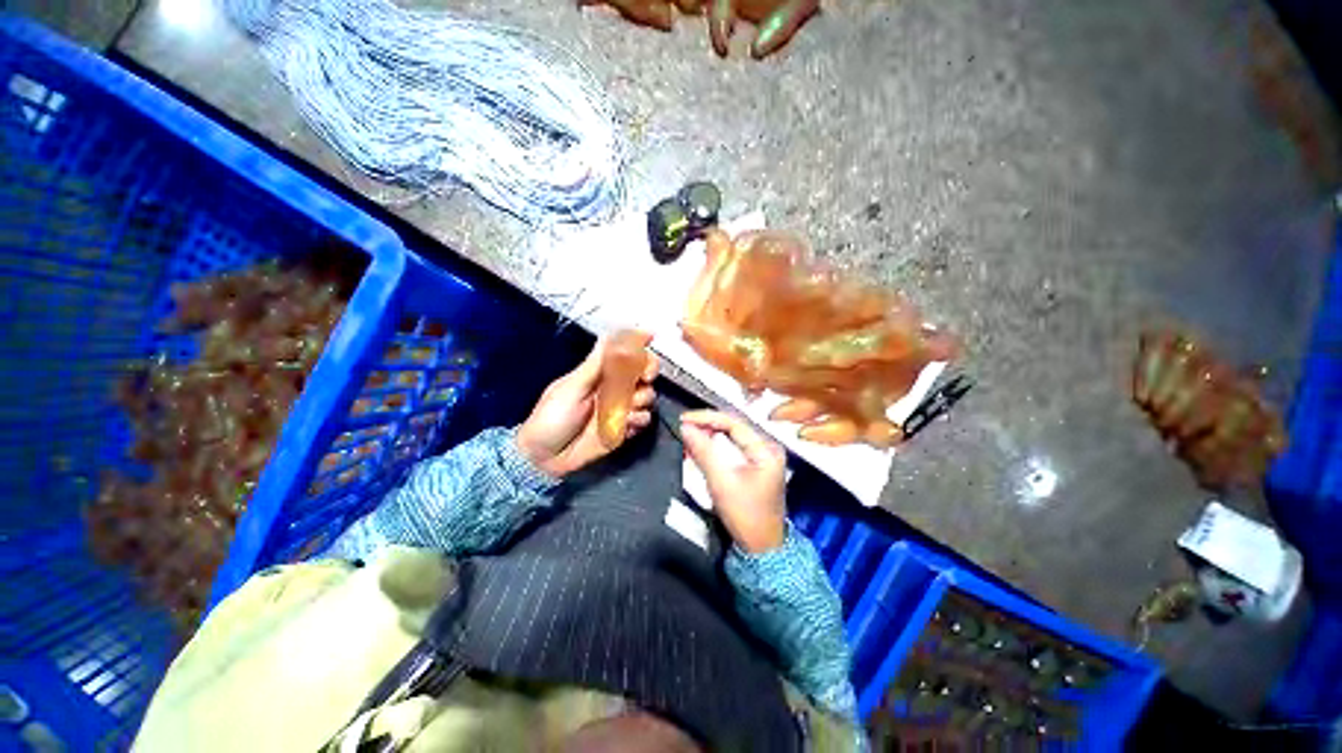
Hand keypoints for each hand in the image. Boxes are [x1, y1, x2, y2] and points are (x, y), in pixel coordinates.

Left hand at [516, 336, 658, 478]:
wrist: (546, 457)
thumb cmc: (553, 416)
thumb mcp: (573, 386)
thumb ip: (595, 363)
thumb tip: (610, 334)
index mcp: (600, 374)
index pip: (626, 355)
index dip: (639, 346)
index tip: (650, 341)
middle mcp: (614, 388)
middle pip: (644, 373)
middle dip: (648, 373)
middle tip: (644, 378)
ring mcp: (621, 409)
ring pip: (647, 396)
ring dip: (641, 399)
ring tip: (625, 409)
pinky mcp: (625, 428)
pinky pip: (644, 419)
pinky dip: (638, 420)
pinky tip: (625, 425)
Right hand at [680, 410, 786, 552]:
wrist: (762, 550)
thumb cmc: (745, 516)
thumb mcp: (721, 482)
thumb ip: (703, 451)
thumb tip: (685, 427)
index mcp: (765, 449)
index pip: (733, 422)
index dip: (706, 418)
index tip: (683, 419)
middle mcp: (767, 448)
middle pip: (733, 427)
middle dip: (707, 425)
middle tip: (683, 425)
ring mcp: (762, 457)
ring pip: (731, 437)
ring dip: (709, 434)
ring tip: (688, 433)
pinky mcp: (755, 467)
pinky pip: (732, 448)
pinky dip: (715, 446)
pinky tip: (701, 446)